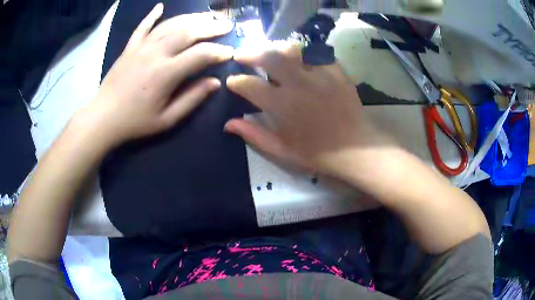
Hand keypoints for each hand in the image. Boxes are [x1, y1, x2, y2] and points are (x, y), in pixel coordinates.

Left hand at [74, 4, 233, 146]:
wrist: (103, 118)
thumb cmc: (135, 122)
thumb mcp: (167, 119)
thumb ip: (192, 99)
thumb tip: (215, 82)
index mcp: (166, 73)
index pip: (200, 54)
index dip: (219, 51)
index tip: (231, 52)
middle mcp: (156, 53)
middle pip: (188, 32)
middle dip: (211, 27)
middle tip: (227, 25)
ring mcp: (141, 47)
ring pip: (170, 25)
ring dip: (190, 18)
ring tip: (206, 16)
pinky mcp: (130, 48)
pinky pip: (142, 27)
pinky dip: (152, 15)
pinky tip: (160, 6)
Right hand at [225, 43, 393, 178]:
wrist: (355, 148)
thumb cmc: (317, 153)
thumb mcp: (282, 150)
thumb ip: (254, 135)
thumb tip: (228, 124)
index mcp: (282, 105)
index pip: (250, 85)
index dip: (236, 81)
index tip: (232, 81)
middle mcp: (297, 84)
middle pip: (268, 57)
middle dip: (249, 53)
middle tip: (241, 54)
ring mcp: (319, 74)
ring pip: (292, 49)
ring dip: (275, 47)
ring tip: (268, 50)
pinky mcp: (336, 70)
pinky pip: (316, 52)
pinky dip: (303, 51)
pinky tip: (298, 55)